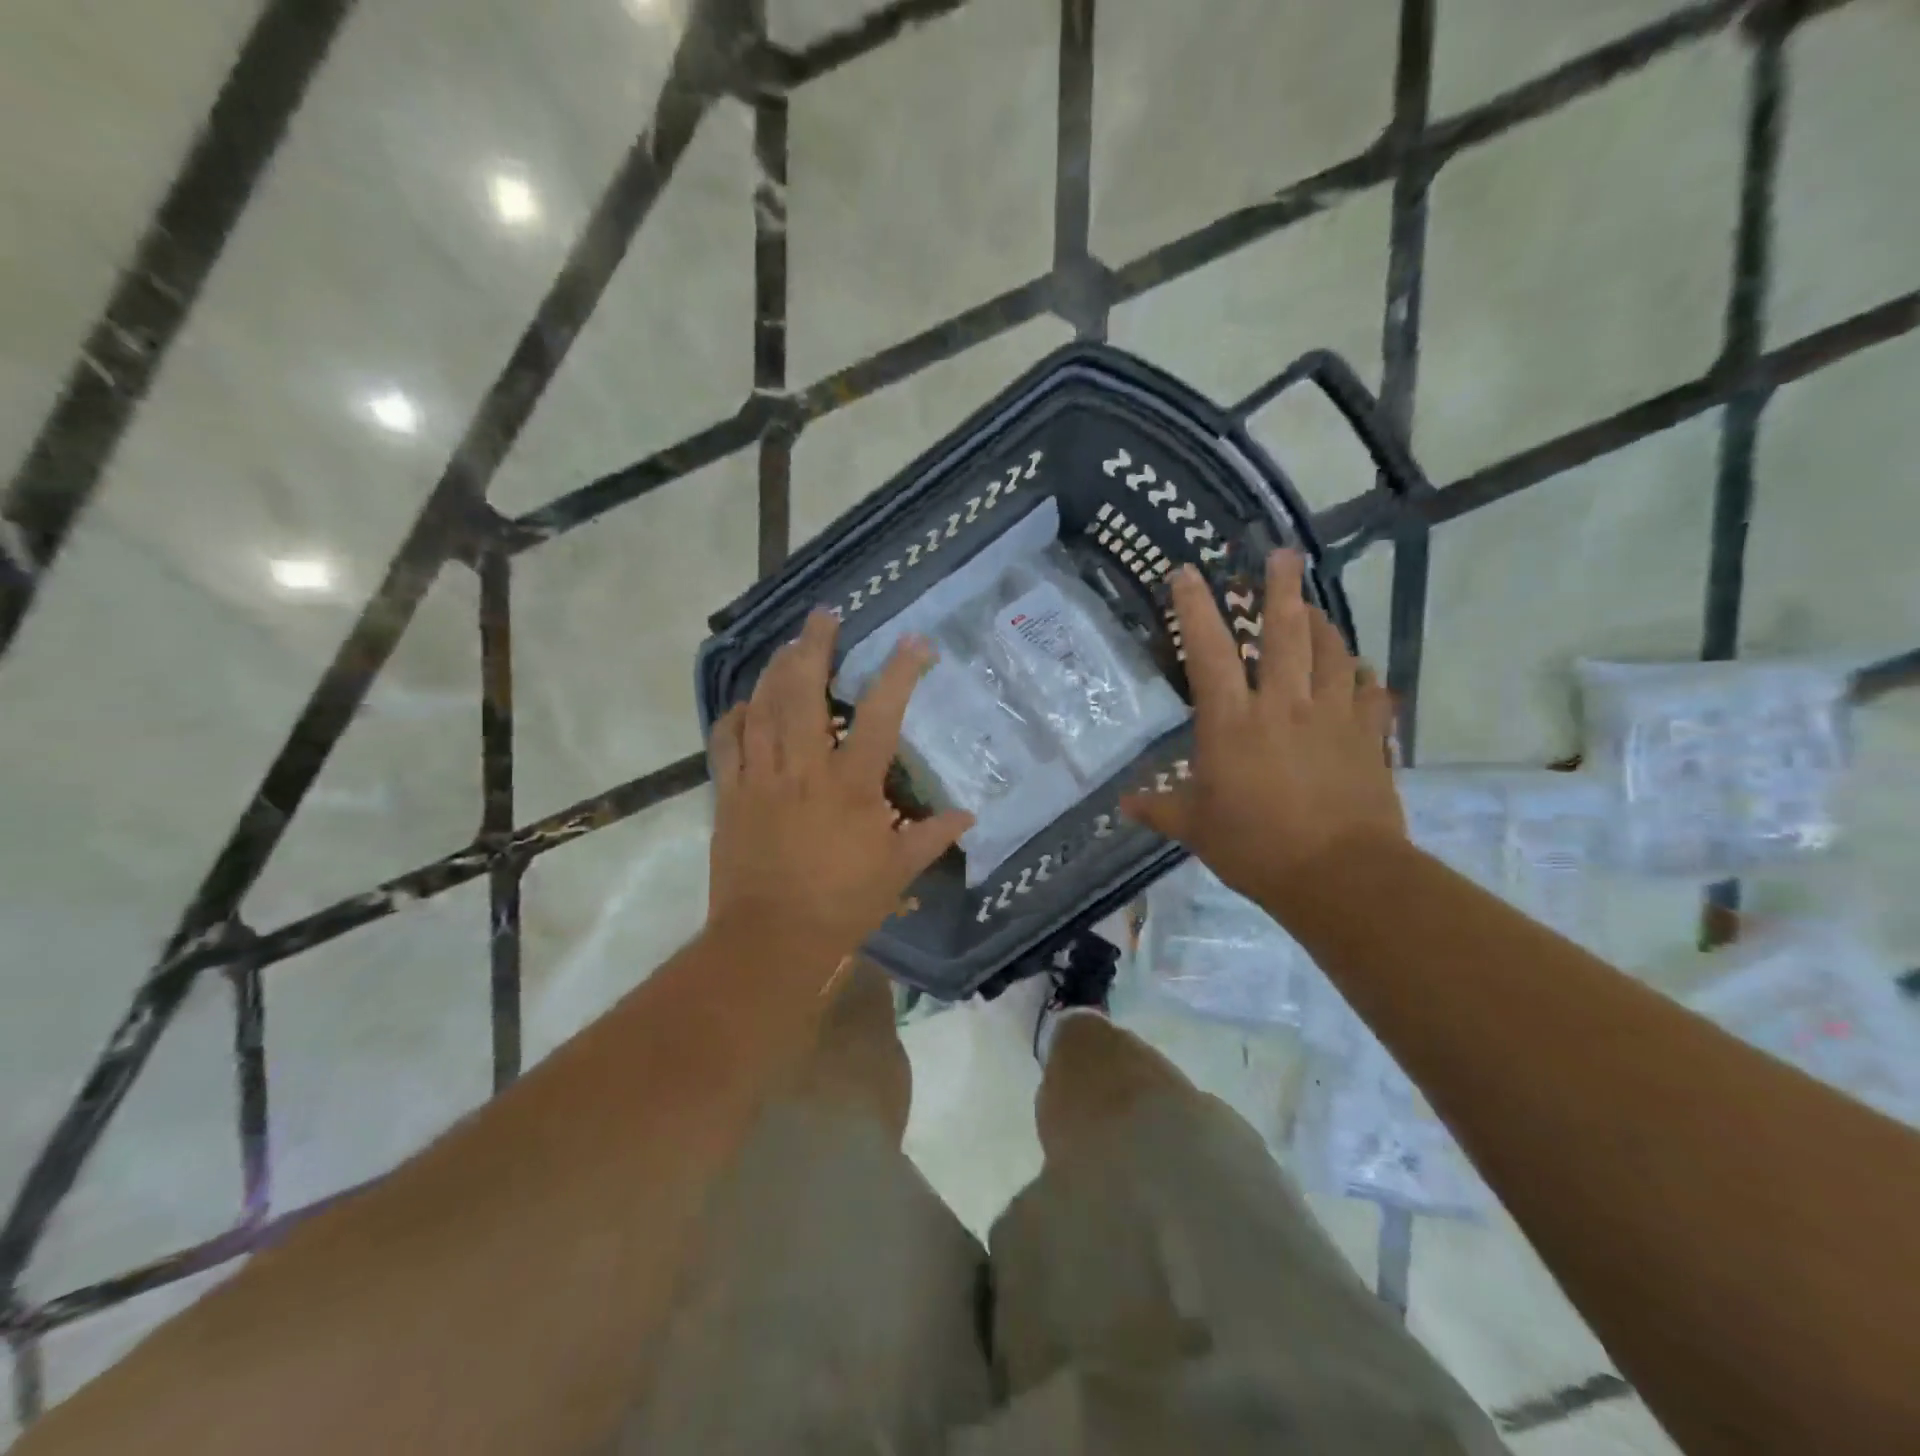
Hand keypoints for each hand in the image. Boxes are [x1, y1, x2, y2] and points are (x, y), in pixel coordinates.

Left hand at [705, 608, 972, 957]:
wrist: (770, 939)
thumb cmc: (841, 905)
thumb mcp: (898, 871)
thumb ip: (932, 837)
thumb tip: (968, 816)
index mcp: (850, 785)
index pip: (879, 716)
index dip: (899, 673)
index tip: (914, 642)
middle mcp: (803, 769)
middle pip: (803, 692)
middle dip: (814, 647)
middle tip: (823, 617)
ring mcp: (760, 778)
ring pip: (762, 707)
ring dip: (775, 670)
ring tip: (788, 646)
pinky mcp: (730, 794)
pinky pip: (726, 743)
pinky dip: (735, 716)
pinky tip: (745, 703)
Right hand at [1121, 550, 1404, 904]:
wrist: (1338, 875)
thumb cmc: (1255, 847)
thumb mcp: (1196, 829)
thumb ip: (1161, 809)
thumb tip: (1125, 805)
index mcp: (1231, 722)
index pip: (1207, 651)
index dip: (1195, 608)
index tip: (1187, 573)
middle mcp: (1282, 705)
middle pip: (1285, 632)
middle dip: (1281, 588)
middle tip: (1283, 554)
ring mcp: (1331, 717)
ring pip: (1332, 653)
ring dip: (1323, 624)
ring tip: (1315, 607)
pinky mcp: (1368, 736)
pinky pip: (1371, 693)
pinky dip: (1363, 677)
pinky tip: (1360, 672)